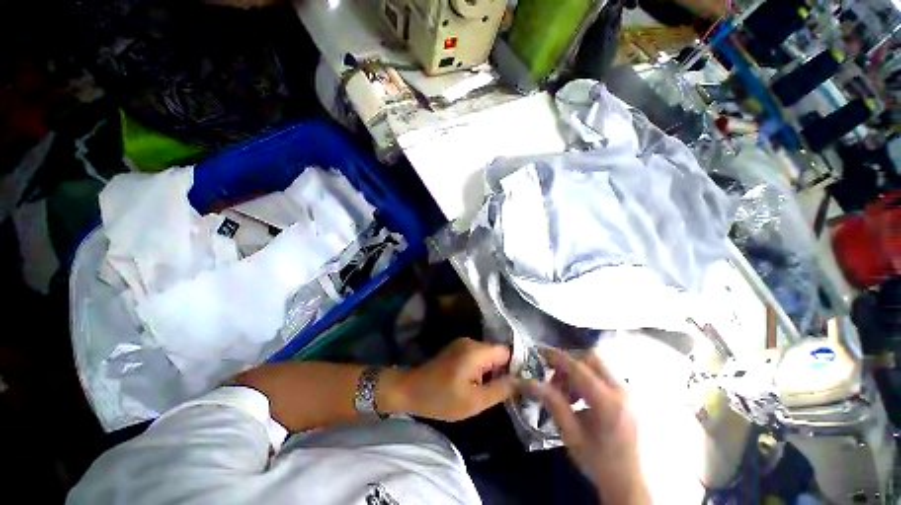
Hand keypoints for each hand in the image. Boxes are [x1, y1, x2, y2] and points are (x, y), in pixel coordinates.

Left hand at [394, 338, 513, 421]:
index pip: (508, 352)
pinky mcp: (457, 349)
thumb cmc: (442, 398)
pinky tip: (478, 384)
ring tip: (492, 390)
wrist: (411, 390)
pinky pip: (478, 356)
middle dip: (505, 371)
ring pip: (488, 355)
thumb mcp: (475, 401)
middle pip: (498, 353)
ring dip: (493, 371)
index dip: (518, 366)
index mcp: (477, 350)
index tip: (522, 384)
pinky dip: (482, 369)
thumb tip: (523, 381)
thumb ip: (501, 389)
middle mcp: (472, 341)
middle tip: (507, 392)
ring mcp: (463, 344)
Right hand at [522, 348, 650, 504]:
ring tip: (565, 393)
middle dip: (568, 362)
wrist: (627, 483)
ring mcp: (627, 393)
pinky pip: (602, 375)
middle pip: (590, 358)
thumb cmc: (597, 461)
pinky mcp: (627, 396)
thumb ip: (552, 401)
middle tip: (554, 378)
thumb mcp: (570, 433)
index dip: (556, 357)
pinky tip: (578, 398)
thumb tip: (528, 381)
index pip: (577, 367)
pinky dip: (586, 378)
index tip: (539, 353)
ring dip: (576, 371)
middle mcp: (621, 391)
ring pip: (596, 365)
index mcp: (607, 402)